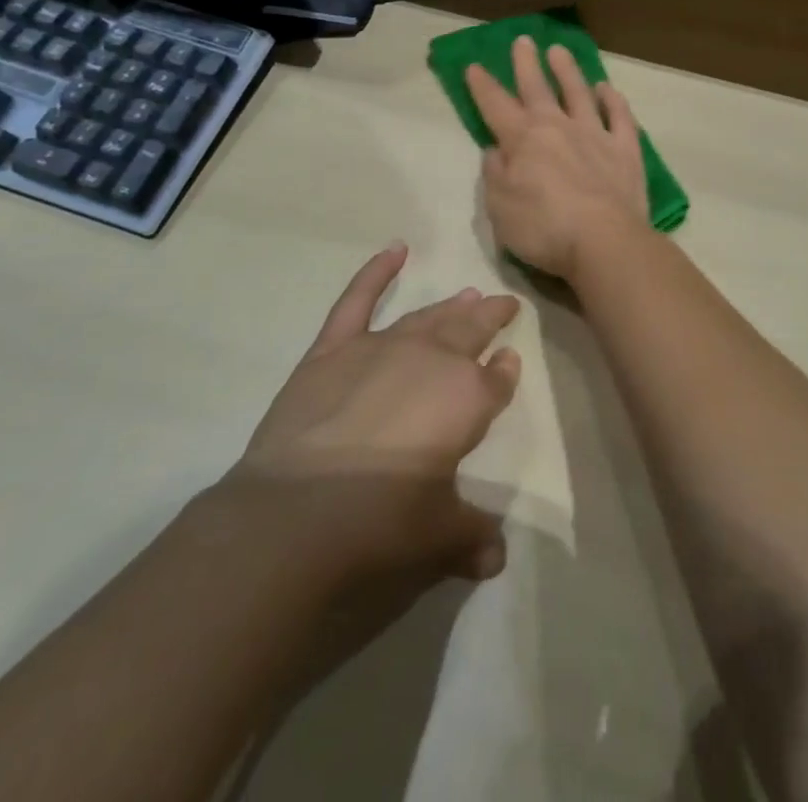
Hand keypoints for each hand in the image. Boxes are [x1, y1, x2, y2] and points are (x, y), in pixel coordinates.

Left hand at [228, 243, 520, 592]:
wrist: (297, 516)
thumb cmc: (382, 525)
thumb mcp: (438, 538)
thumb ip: (470, 537)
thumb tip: (495, 558)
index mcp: (466, 400)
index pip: (496, 380)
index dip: (505, 372)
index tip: (509, 362)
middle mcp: (432, 361)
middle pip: (469, 332)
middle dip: (489, 318)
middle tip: (502, 305)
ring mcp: (381, 348)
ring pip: (426, 317)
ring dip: (450, 305)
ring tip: (467, 294)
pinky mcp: (333, 349)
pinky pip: (358, 301)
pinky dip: (376, 272)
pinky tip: (395, 250)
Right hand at [466, 36, 648, 281]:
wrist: (605, 241)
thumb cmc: (544, 229)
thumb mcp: (500, 208)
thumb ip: (495, 176)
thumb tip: (495, 152)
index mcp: (523, 140)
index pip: (496, 106)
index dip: (483, 86)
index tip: (474, 66)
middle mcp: (558, 127)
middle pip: (537, 88)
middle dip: (526, 64)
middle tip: (522, 40)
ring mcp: (595, 135)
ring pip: (579, 93)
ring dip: (567, 71)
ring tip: (559, 50)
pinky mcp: (626, 149)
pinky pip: (620, 116)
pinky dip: (613, 100)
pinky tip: (607, 88)